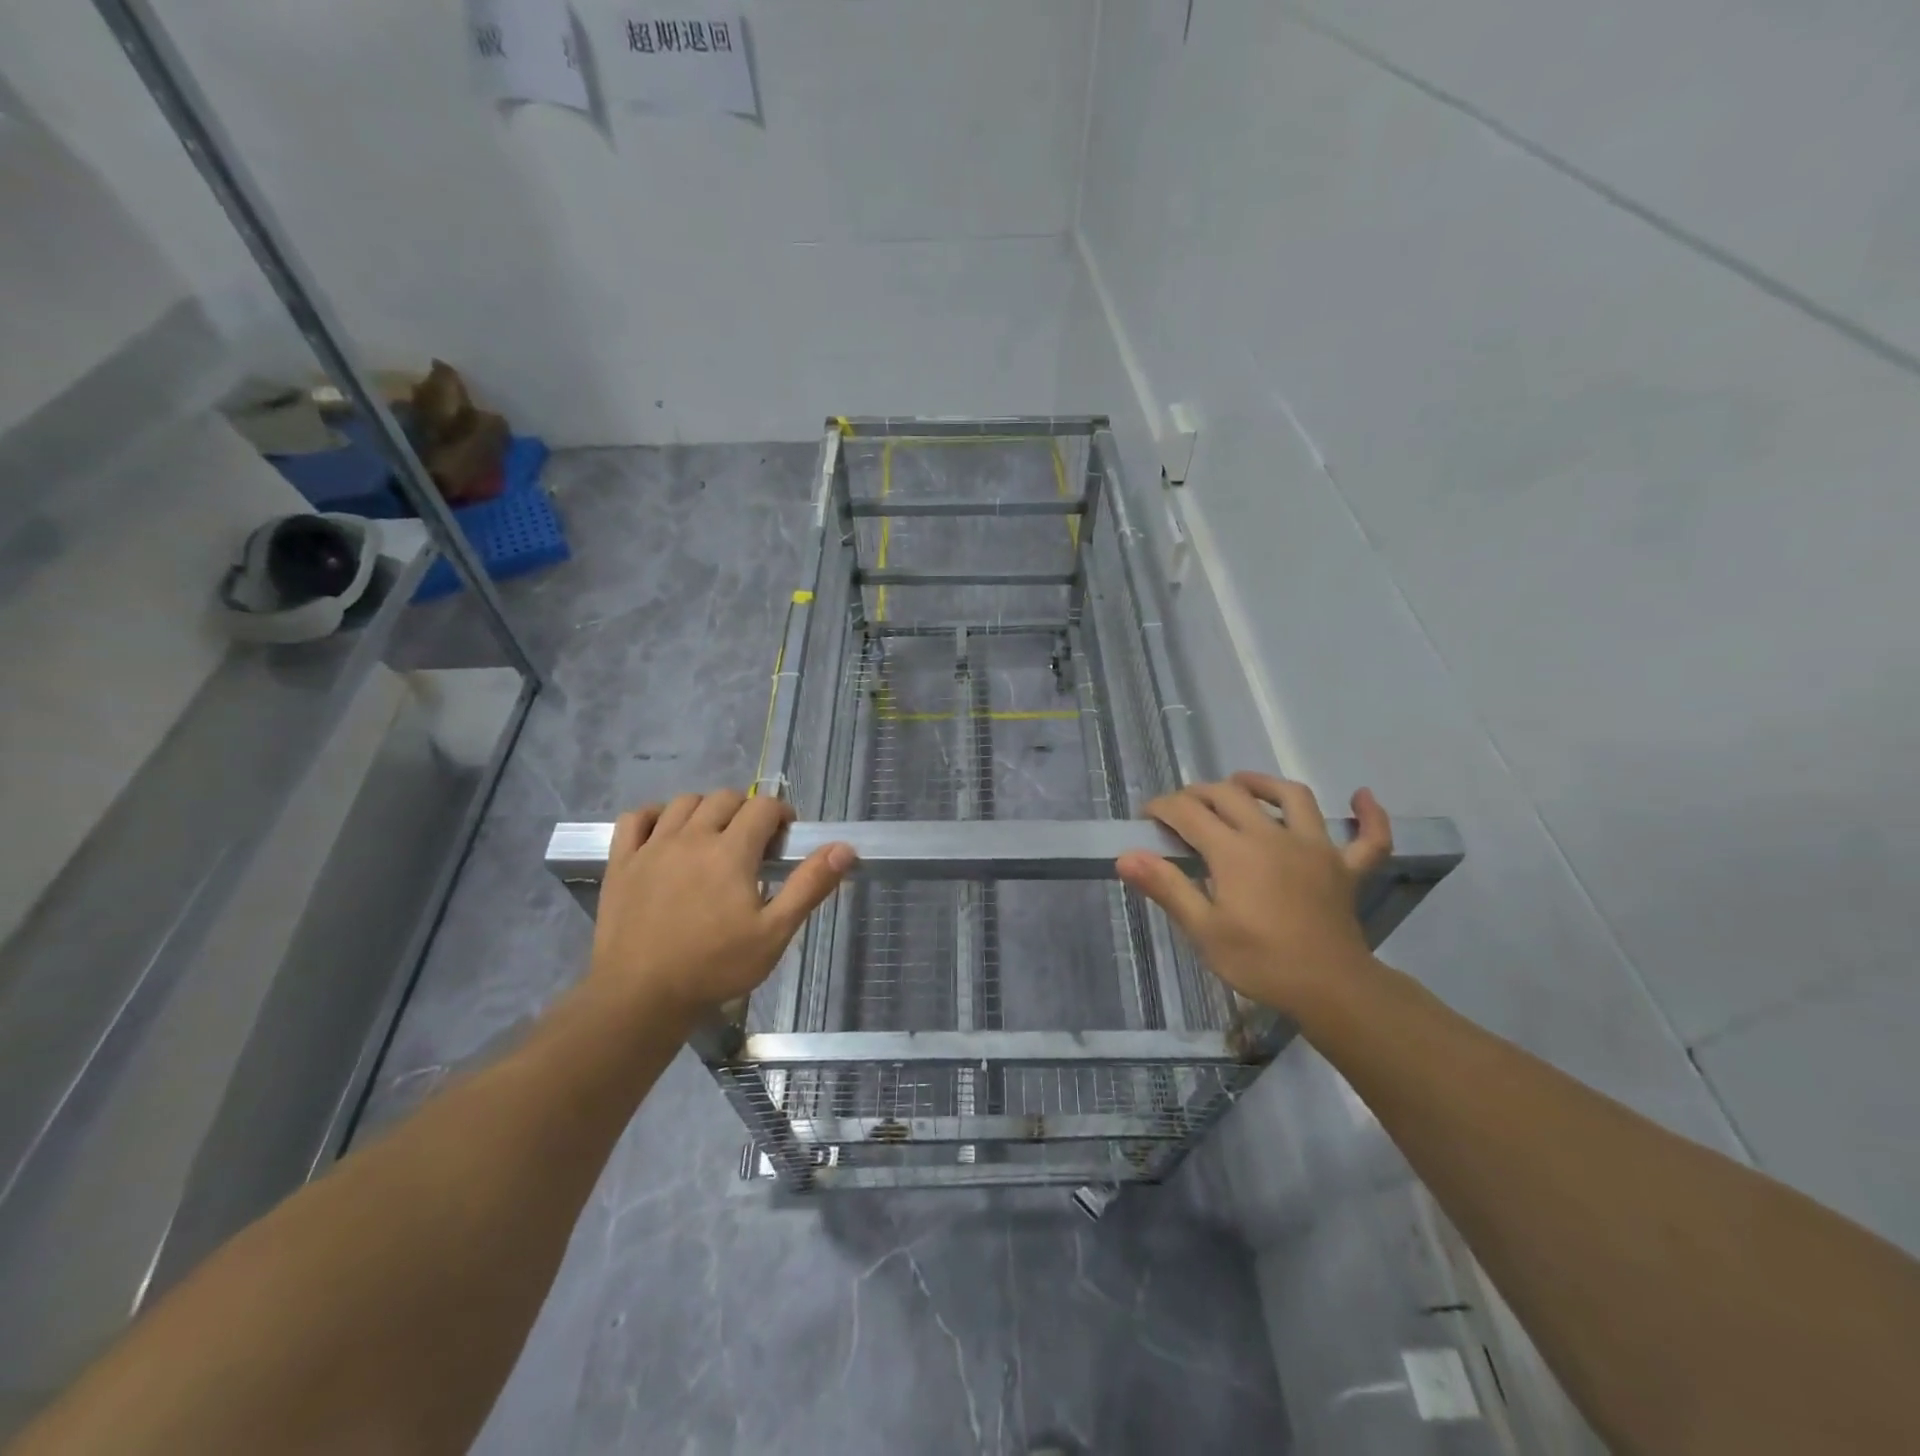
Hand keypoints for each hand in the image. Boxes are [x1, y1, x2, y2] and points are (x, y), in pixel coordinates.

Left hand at [586, 790, 854, 1031]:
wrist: (640, 997)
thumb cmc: (715, 967)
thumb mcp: (774, 933)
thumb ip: (809, 886)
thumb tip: (844, 848)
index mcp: (730, 851)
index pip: (763, 806)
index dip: (781, 814)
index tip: (785, 838)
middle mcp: (691, 837)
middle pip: (725, 798)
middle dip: (746, 810)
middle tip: (754, 843)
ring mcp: (651, 847)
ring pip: (683, 802)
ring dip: (706, 809)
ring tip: (714, 837)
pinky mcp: (621, 863)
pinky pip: (635, 818)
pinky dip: (653, 816)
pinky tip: (664, 833)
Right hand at [1115, 773, 1392, 1015]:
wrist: (1329, 989)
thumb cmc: (1259, 961)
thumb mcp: (1203, 930)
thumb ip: (1166, 887)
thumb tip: (1125, 856)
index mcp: (1234, 851)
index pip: (1188, 813)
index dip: (1162, 807)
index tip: (1147, 816)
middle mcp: (1273, 836)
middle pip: (1231, 795)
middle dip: (1200, 793)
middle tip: (1182, 807)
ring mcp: (1315, 847)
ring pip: (1292, 797)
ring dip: (1264, 784)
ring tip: (1243, 784)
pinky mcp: (1346, 868)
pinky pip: (1368, 837)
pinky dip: (1369, 816)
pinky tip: (1361, 797)